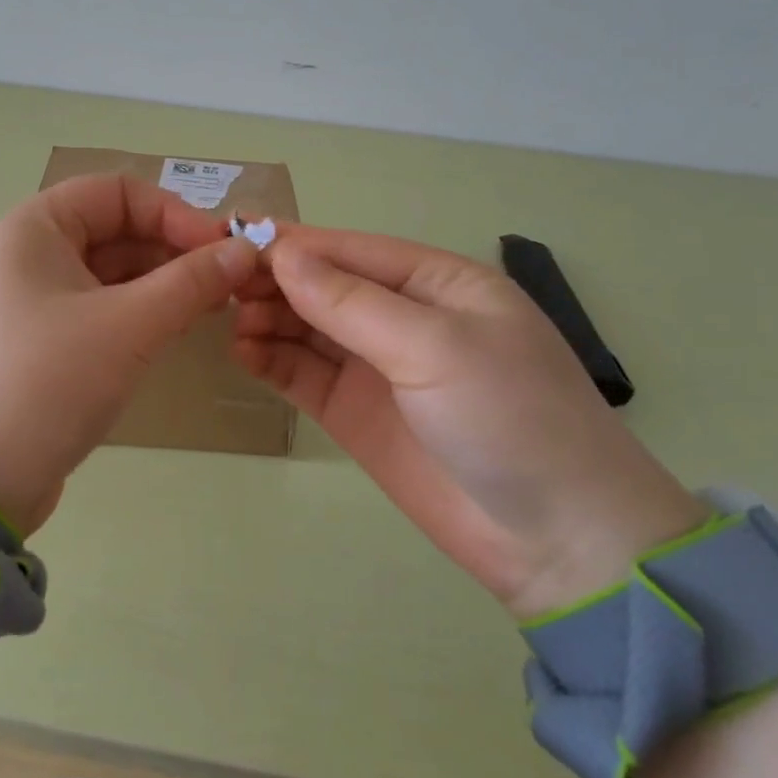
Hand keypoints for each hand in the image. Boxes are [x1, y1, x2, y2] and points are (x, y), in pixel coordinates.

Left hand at [0, 174, 260, 536]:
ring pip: (110, 271)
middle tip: (228, 281)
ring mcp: (33, 300)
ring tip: (214, 306)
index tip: (221, 249)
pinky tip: (179, 327)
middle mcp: (28, 254)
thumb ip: (191, 282)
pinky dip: (140, 311)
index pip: (115, 192)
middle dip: (173, 249)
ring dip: (162, 282)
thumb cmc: (51, 380)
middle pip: (114, 229)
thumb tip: (246, 250)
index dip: (173, 212)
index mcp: (33, 229)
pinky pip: (100, 307)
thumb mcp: (130, 325)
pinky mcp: (42, 341)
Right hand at [233, 227, 705, 617]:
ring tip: (230, 320)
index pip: (352, 249)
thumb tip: (282, 255)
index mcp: (437, 283)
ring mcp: (377, 367)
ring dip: (269, 318)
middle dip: (276, 281)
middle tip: (221, 285)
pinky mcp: (356, 413)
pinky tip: (242, 353)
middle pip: (325, 285)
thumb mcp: (435, 347)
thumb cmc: (510, 419)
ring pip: (309, 328)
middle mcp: (404, 317)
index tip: (233, 237)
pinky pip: (304, 375)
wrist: (556, 540)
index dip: (295, 243)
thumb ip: (352, 303)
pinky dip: (272, 361)